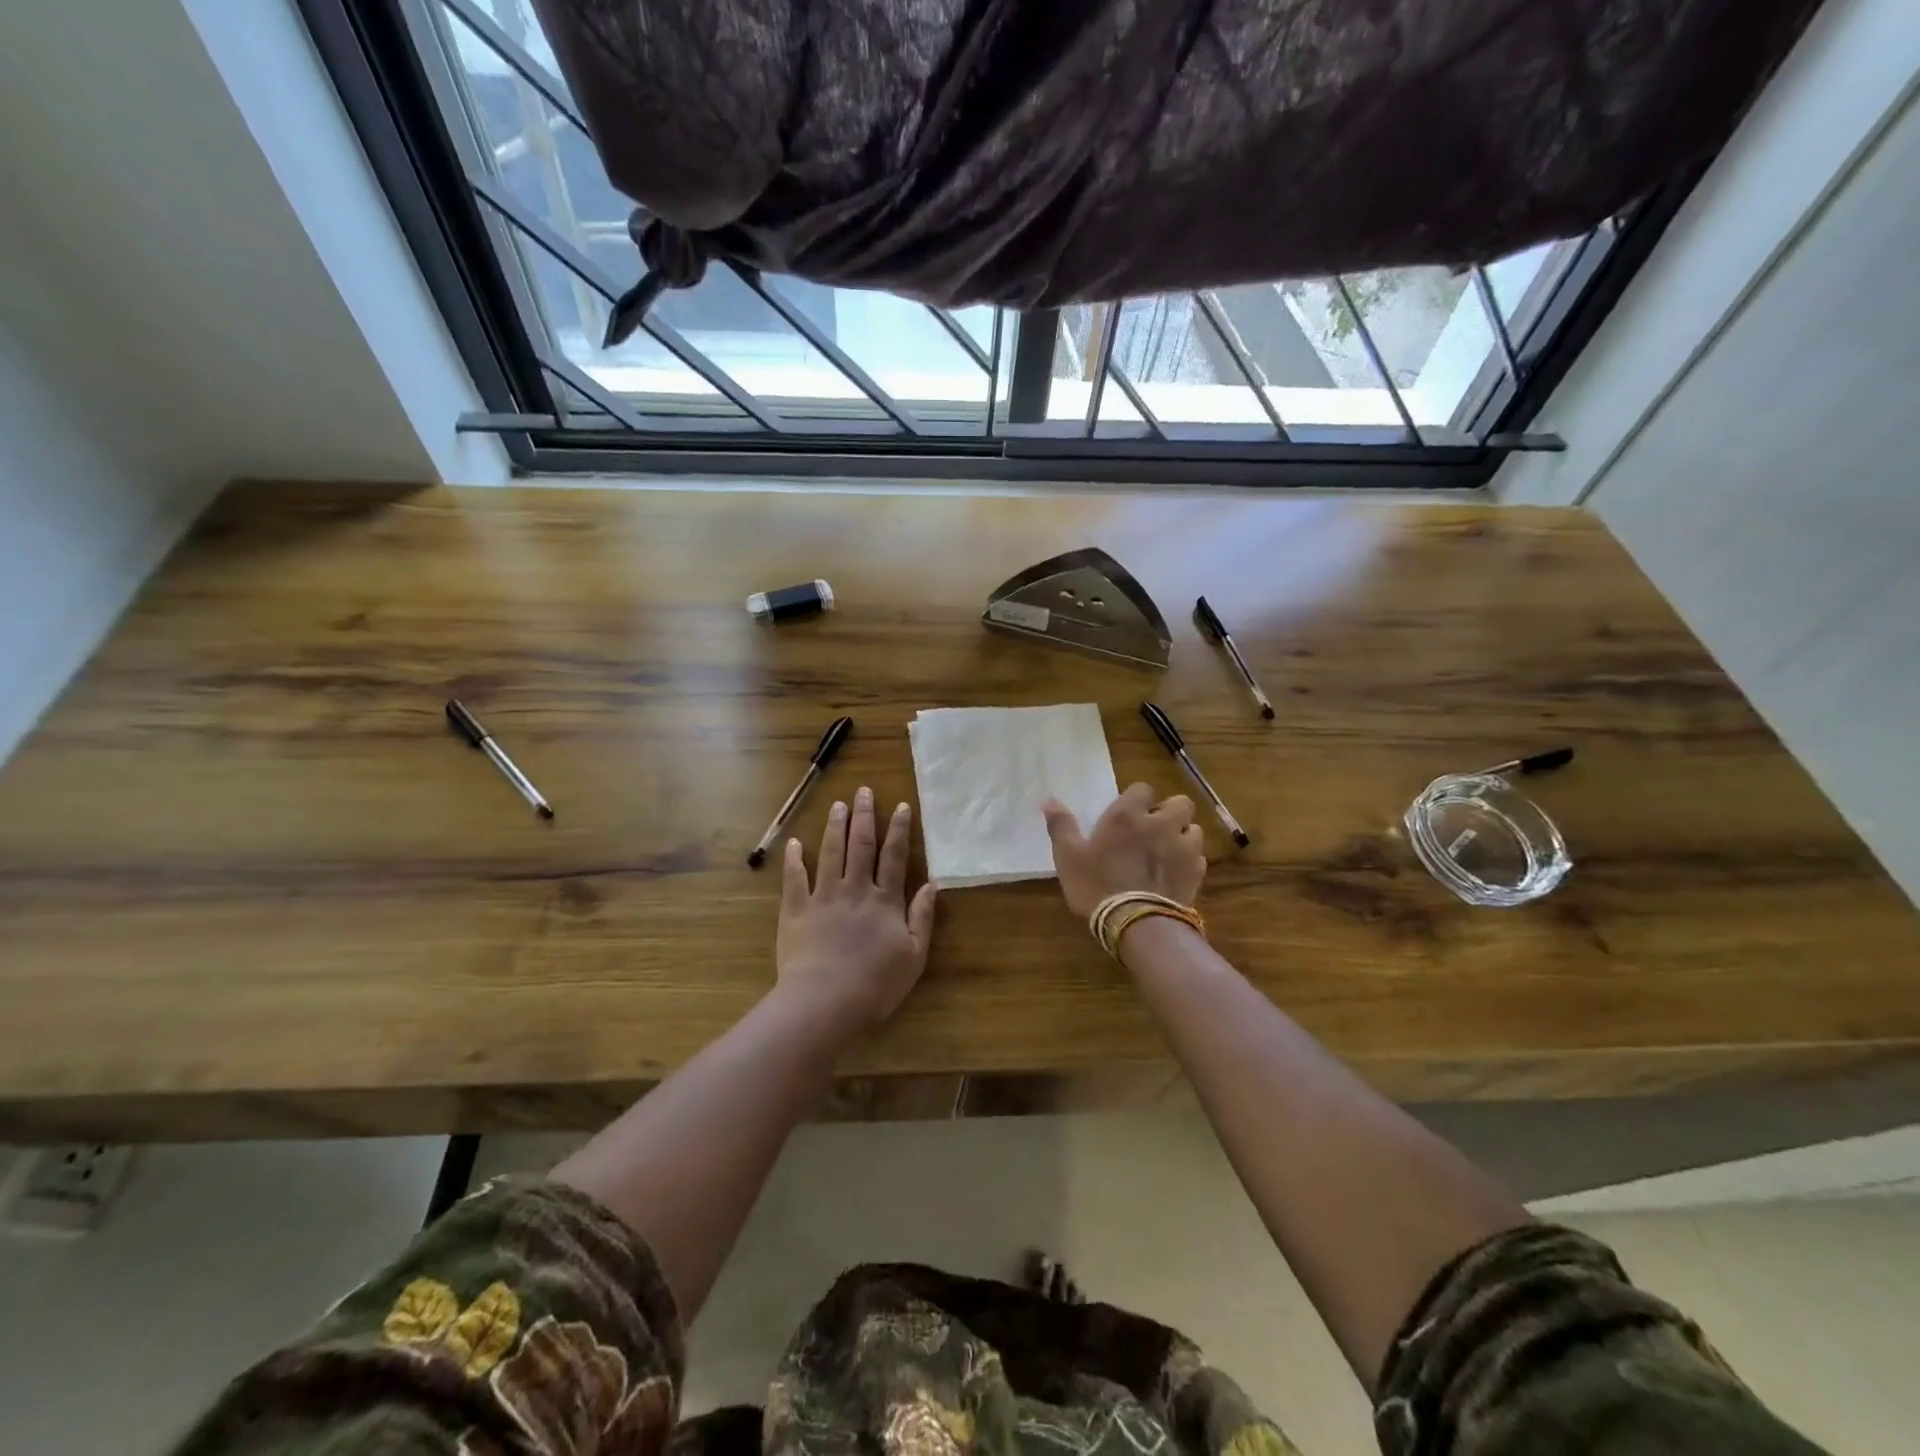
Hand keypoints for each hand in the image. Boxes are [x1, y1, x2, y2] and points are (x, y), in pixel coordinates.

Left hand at [777, 787, 937, 1033]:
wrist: (825, 1000)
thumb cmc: (875, 984)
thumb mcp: (914, 956)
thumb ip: (922, 917)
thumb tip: (932, 884)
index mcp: (885, 900)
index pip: (894, 857)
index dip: (899, 830)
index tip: (901, 807)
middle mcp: (855, 889)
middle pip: (861, 845)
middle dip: (864, 816)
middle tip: (864, 791)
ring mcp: (823, 896)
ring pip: (830, 853)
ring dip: (835, 827)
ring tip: (838, 805)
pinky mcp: (796, 909)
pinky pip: (794, 878)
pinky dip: (794, 859)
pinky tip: (794, 842)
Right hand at [1042, 783, 1205, 919]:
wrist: (1137, 924)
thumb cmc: (1097, 885)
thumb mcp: (1069, 857)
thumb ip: (1061, 826)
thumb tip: (1048, 800)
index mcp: (1128, 815)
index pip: (1143, 788)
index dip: (1137, 799)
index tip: (1128, 815)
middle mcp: (1160, 823)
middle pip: (1180, 802)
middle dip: (1169, 812)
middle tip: (1152, 829)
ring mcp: (1183, 847)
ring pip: (1193, 829)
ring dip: (1182, 836)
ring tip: (1166, 852)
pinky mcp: (1196, 872)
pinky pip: (1198, 857)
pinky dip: (1188, 862)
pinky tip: (1174, 875)